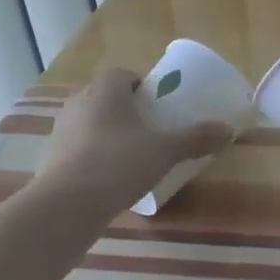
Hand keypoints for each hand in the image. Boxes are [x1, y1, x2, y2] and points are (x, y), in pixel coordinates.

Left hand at [34, 68, 232, 214]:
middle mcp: (79, 102)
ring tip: (132, 152)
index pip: (123, 74)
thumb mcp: (165, 150)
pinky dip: (94, 153)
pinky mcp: (51, 157)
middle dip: (126, 108)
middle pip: (106, 96)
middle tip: (150, 127)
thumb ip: (196, 138)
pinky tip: (111, 175)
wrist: (67, 205)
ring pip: (90, 121)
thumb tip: (228, 130)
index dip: (142, 85)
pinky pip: (79, 146)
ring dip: (109, 131)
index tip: (159, 103)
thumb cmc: (119, 163)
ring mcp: (61, 130)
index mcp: (106, 90)